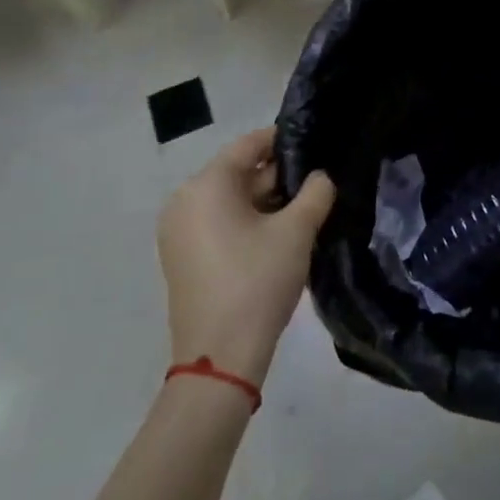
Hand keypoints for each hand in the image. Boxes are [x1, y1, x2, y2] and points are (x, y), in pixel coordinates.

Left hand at [159, 128, 335, 387]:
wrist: (220, 358)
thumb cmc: (258, 281)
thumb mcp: (297, 231)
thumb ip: (316, 192)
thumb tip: (320, 177)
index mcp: (206, 185)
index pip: (248, 144)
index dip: (283, 141)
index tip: (315, 145)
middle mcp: (184, 200)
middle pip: (237, 172)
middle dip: (277, 176)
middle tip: (316, 184)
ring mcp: (178, 231)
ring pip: (229, 200)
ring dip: (265, 201)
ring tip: (304, 210)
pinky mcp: (182, 257)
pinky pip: (218, 223)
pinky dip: (246, 222)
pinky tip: (278, 236)